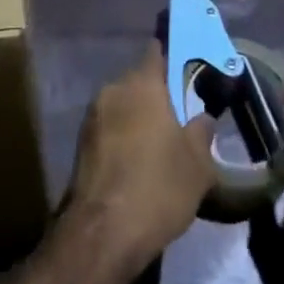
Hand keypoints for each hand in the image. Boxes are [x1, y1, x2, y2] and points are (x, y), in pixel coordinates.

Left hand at [62, 43, 214, 279]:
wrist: (103, 233)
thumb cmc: (158, 188)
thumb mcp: (198, 165)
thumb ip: (202, 132)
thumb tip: (202, 117)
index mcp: (143, 83)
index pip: (157, 51)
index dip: (173, 56)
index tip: (188, 69)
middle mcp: (114, 88)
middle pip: (140, 80)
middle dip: (158, 94)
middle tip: (179, 117)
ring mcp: (93, 114)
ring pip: (123, 104)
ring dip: (138, 117)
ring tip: (159, 146)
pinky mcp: (81, 141)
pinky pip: (109, 127)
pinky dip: (123, 137)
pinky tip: (137, 165)